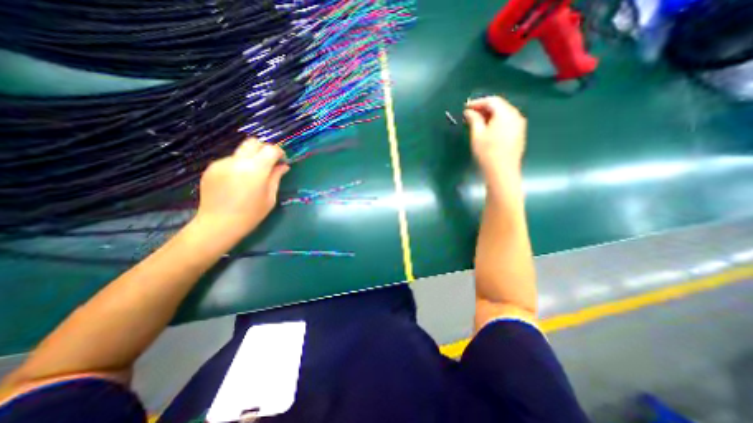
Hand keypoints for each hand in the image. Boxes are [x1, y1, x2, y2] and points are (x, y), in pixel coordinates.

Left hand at [193, 139, 288, 240]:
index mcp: (255, 169)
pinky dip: (239, 165)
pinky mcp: (211, 168)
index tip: (282, 160)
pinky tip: (238, 181)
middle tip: (269, 163)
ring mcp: (222, 163)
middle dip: (264, 149)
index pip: (270, 149)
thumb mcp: (270, 197)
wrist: (218, 225)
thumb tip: (283, 166)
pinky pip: (230, 160)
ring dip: (251, 158)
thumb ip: (276, 177)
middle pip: (253, 142)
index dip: (279, 152)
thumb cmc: (250, 214)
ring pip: (241, 151)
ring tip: (252, 176)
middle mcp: (238, 161)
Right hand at [463, 96, 524, 174]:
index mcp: (505, 113)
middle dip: (484, 108)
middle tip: (470, 114)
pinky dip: (497, 122)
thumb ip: (474, 119)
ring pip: (503, 114)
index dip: (478, 102)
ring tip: (477, 122)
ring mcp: (519, 125)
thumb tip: (469, 112)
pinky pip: (507, 122)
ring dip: (490, 116)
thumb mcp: (477, 135)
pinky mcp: (519, 134)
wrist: (502, 171)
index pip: (492, 101)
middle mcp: (516, 116)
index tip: (466, 107)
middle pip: (499, 106)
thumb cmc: (487, 152)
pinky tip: (488, 130)